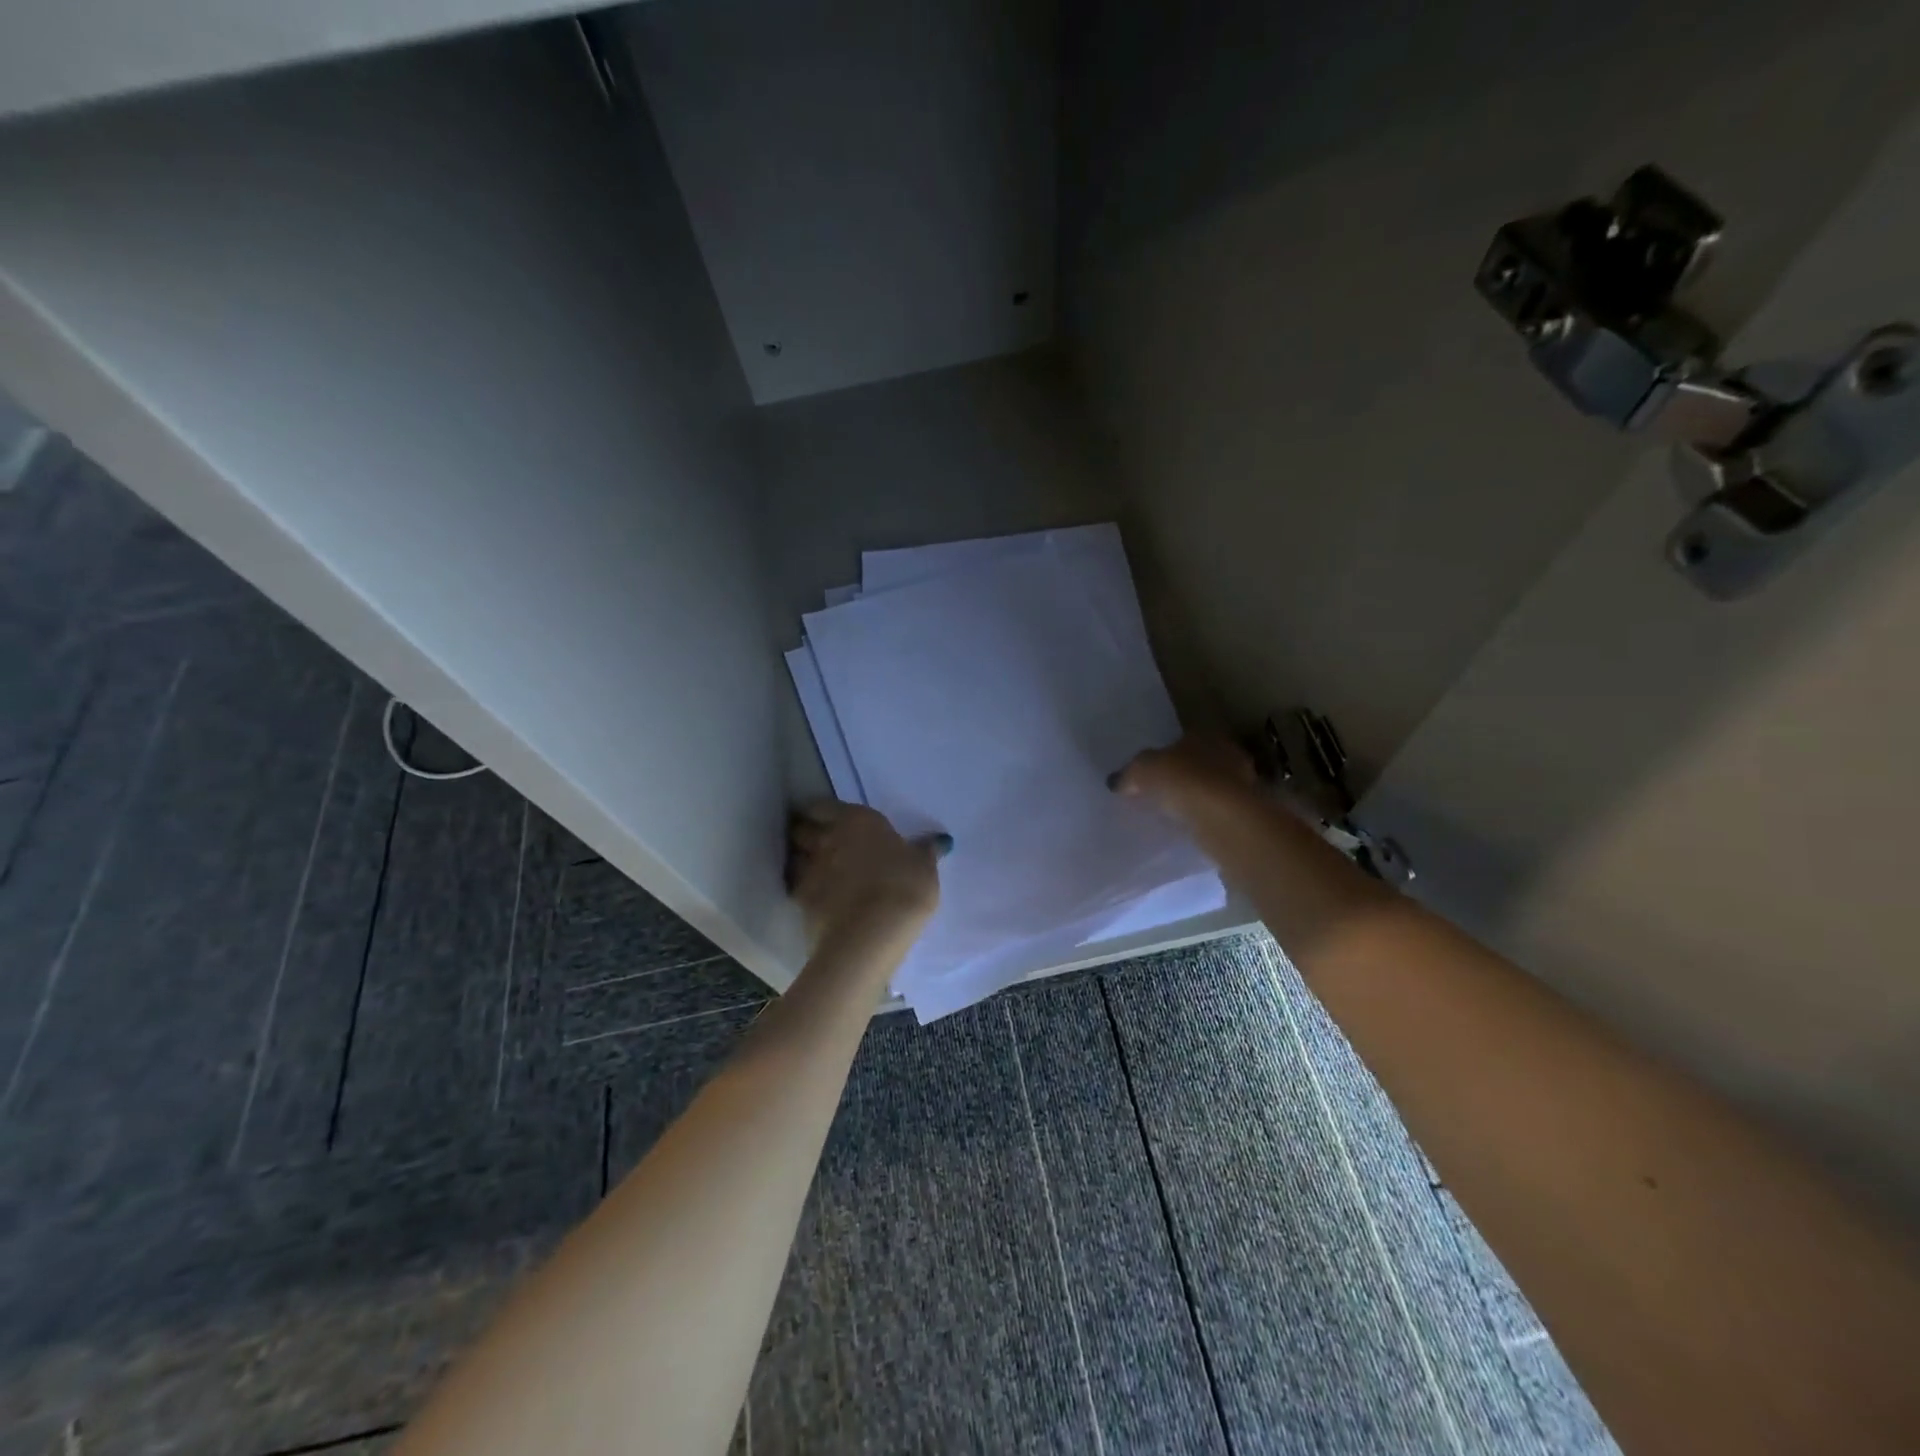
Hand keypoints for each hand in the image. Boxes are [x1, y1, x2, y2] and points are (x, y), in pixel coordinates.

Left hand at [787, 801, 941, 948]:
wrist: (870, 933)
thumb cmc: (903, 888)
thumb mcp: (924, 868)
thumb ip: (925, 852)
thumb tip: (938, 841)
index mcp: (857, 821)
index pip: (824, 806)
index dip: (824, 813)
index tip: (831, 821)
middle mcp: (827, 838)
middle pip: (802, 828)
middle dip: (806, 833)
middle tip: (819, 842)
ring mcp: (809, 869)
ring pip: (794, 856)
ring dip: (800, 859)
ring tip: (814, 869)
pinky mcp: (800, 900)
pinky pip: (795, 886)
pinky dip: (801, 888)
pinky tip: (814, 897)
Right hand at [1109, 735, 1260, 821]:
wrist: (1224, 817)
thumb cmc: (1182, 780)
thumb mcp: (1142, 771)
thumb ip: (1129, 774)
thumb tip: (1116, 781)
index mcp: (1204, 734)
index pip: (1184, 739)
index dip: (1166, 754)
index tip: (1152, 770)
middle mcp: (1228, 752)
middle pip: (1200, 762)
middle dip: (1183, 775)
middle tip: (1161, 791)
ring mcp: (1242, 782)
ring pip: (1212, 786)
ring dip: (1196, 797)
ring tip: (1173, 812)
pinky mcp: (1246, 810)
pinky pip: (1218, 810)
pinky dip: (1205, 816)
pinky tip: (1189, 826)